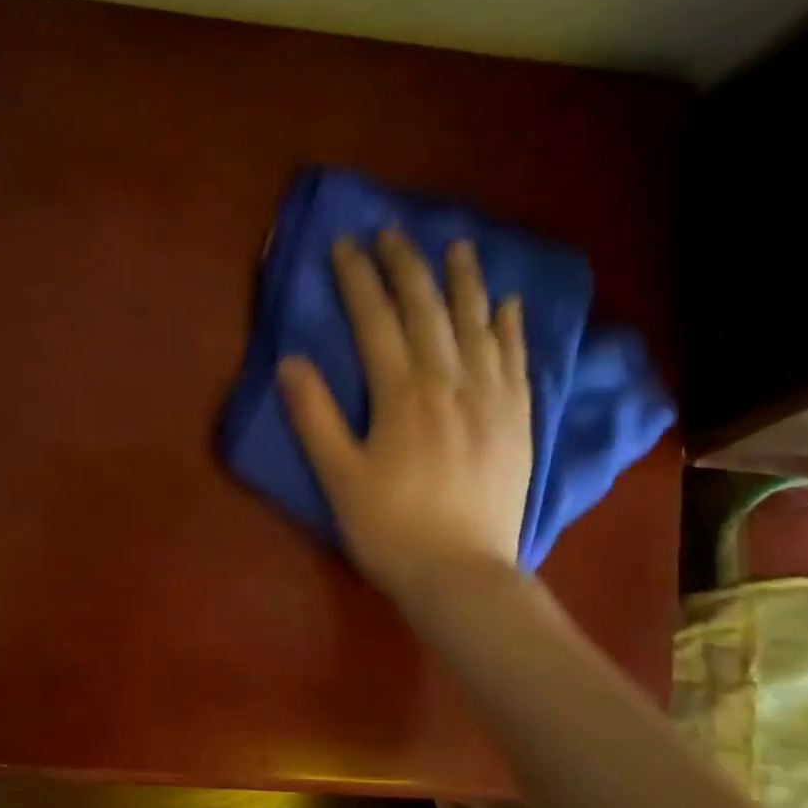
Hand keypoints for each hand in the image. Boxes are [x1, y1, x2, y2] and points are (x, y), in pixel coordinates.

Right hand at [277, 230, 531, 610]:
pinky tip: (506, 304)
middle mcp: (451, 383)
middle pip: (428, 311)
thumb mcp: (338, 477)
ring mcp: (491, 399)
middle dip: (408, 267)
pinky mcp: (517, 420)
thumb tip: (290, 361)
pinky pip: (516, 360)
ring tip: (457, 247)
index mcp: (402, 395)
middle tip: (393, 233)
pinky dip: (510, 327)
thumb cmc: (389, 529)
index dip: (359, 280)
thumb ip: (315, 417)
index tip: (346, 246)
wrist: (461, 574)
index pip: (376, 321)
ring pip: (478, 325)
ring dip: (464, 282)